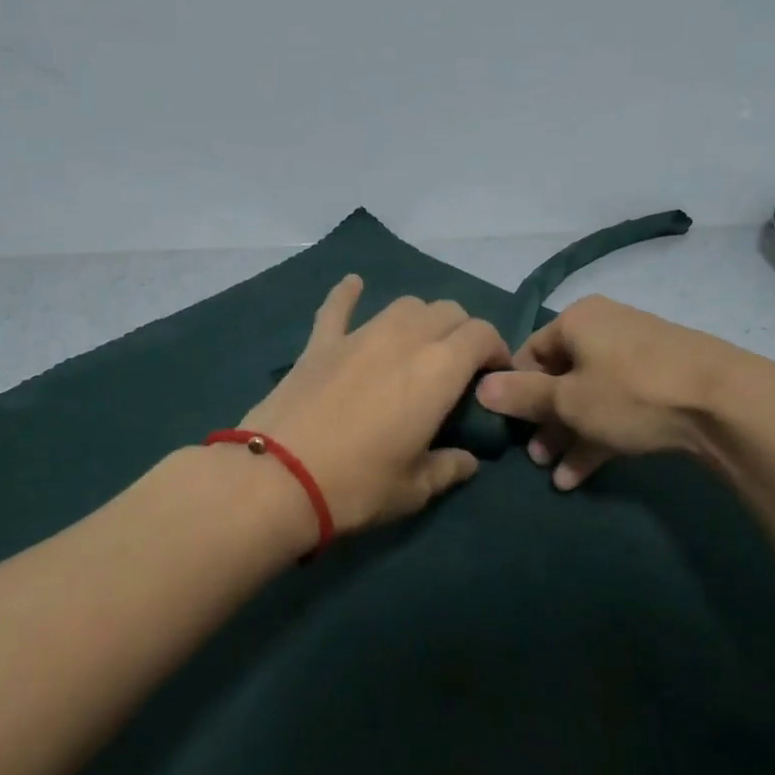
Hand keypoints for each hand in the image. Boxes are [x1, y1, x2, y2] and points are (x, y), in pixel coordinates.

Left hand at [238, 276, 509, 533]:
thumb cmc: (358, 486)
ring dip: (420, 319)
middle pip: (447, 312)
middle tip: (458, 369)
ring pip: (403, 305)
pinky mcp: (320, 343)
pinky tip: (353, 285)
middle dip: (462, 333)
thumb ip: (450, 468)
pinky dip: (349, 295)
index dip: (495, 350)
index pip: (482, 334)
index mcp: (439, 369)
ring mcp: (359, 335)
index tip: (492, 377)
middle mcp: (404, 338)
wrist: (279, 479)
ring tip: (417, 345)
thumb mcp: (415, 489)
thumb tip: (468, 461)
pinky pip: (338, 307)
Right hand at [474, 294, 774, 489]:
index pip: (529, 352)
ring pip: (589, 398)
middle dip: (543, 421)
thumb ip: (522, 395)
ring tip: (553, 473)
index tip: (509, 425)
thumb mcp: (568, 399)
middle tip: (533, 457)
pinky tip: (580, 476)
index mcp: (578, 321)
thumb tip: (480, 387)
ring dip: (568, 435)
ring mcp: (637, 358)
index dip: (514, 390)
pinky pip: (618, 409)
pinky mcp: (662, 385)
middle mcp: (605, 331)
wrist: (726, 403)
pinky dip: (598, 437)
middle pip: (560, 378)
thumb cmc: (631, 392)